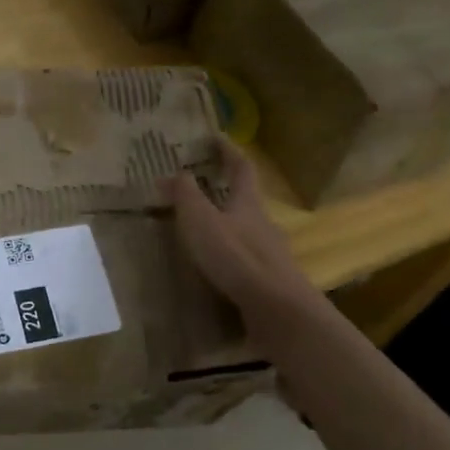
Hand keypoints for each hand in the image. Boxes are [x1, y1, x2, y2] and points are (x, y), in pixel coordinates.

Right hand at [161, 143, 316, 328]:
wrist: (277, 310)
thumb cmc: (237, 258)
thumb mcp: (201, 221)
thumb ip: (186, 196)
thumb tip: (172, 172)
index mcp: (248, 204)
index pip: (241, 168)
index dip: (228, 151)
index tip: (215, 138)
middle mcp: (263, 225)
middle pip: (247, 202)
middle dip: (227, 194)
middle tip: (202, 191)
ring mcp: (270, 255)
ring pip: (247, 234)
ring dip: (228, 230)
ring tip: (202, 236)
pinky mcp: (269, 283)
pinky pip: (247, 263)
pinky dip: (231, 261)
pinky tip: (216, 273)